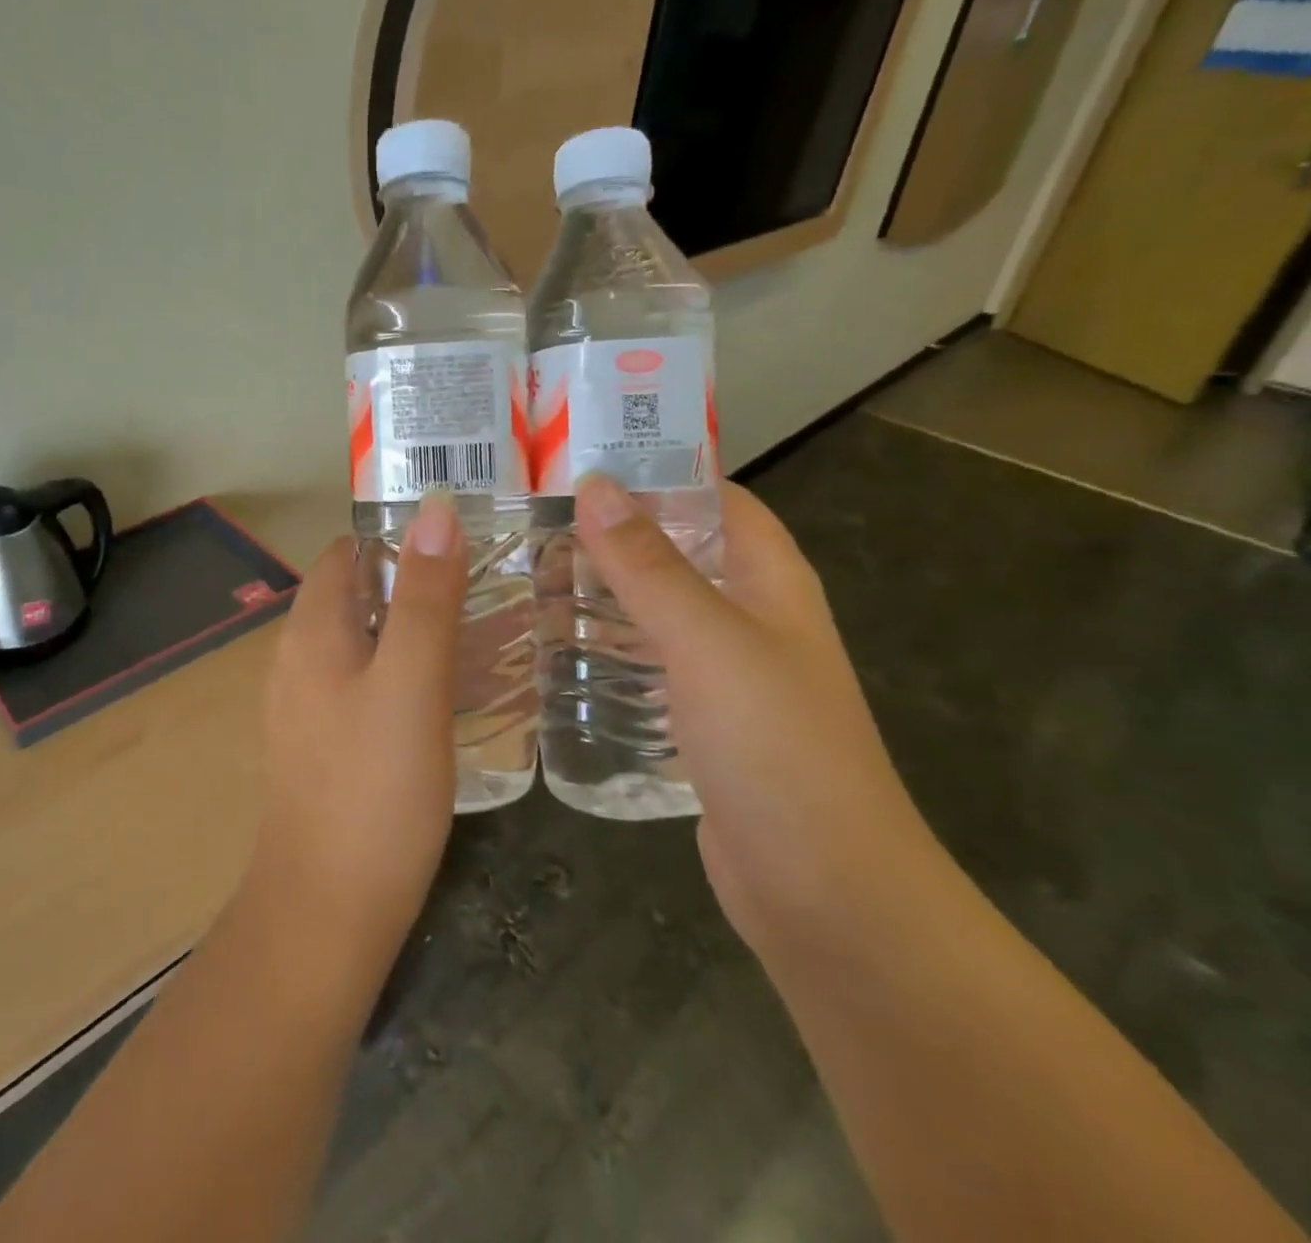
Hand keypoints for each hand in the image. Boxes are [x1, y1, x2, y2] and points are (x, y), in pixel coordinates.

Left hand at [248, 494, 468, 970]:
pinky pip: (365, 686)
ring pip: (364, 642)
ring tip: (482, 635)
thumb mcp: (411, 684)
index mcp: (312, 631)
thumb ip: (425, 597)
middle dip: (415, 583)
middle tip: (488, 588)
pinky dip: (404, 673)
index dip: (398, 537)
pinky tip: (447, 697)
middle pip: (356, 594)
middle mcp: (298, 659)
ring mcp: (307, 706)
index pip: (348, 552)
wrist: (326, 913)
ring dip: (413, 630)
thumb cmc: (372, 792)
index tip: (461, 541)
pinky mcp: (323, 746)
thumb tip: (434, 510)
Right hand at [573, 474, 944, 955]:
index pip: (714, 497)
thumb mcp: (708, 642)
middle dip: (612, 534)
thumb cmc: (777, 749)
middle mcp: (749, 617)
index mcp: (770, 581)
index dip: (658, 470)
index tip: (580, 460)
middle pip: (676, 552)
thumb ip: (649, 566)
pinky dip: (605, 648)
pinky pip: (645, 665)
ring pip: (654, 611)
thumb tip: (597, 483)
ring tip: (528, 574)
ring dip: (602, 592)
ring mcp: (723, 674)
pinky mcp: (697, 722)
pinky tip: (554, 650)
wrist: (824, 892)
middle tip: (532, 519)